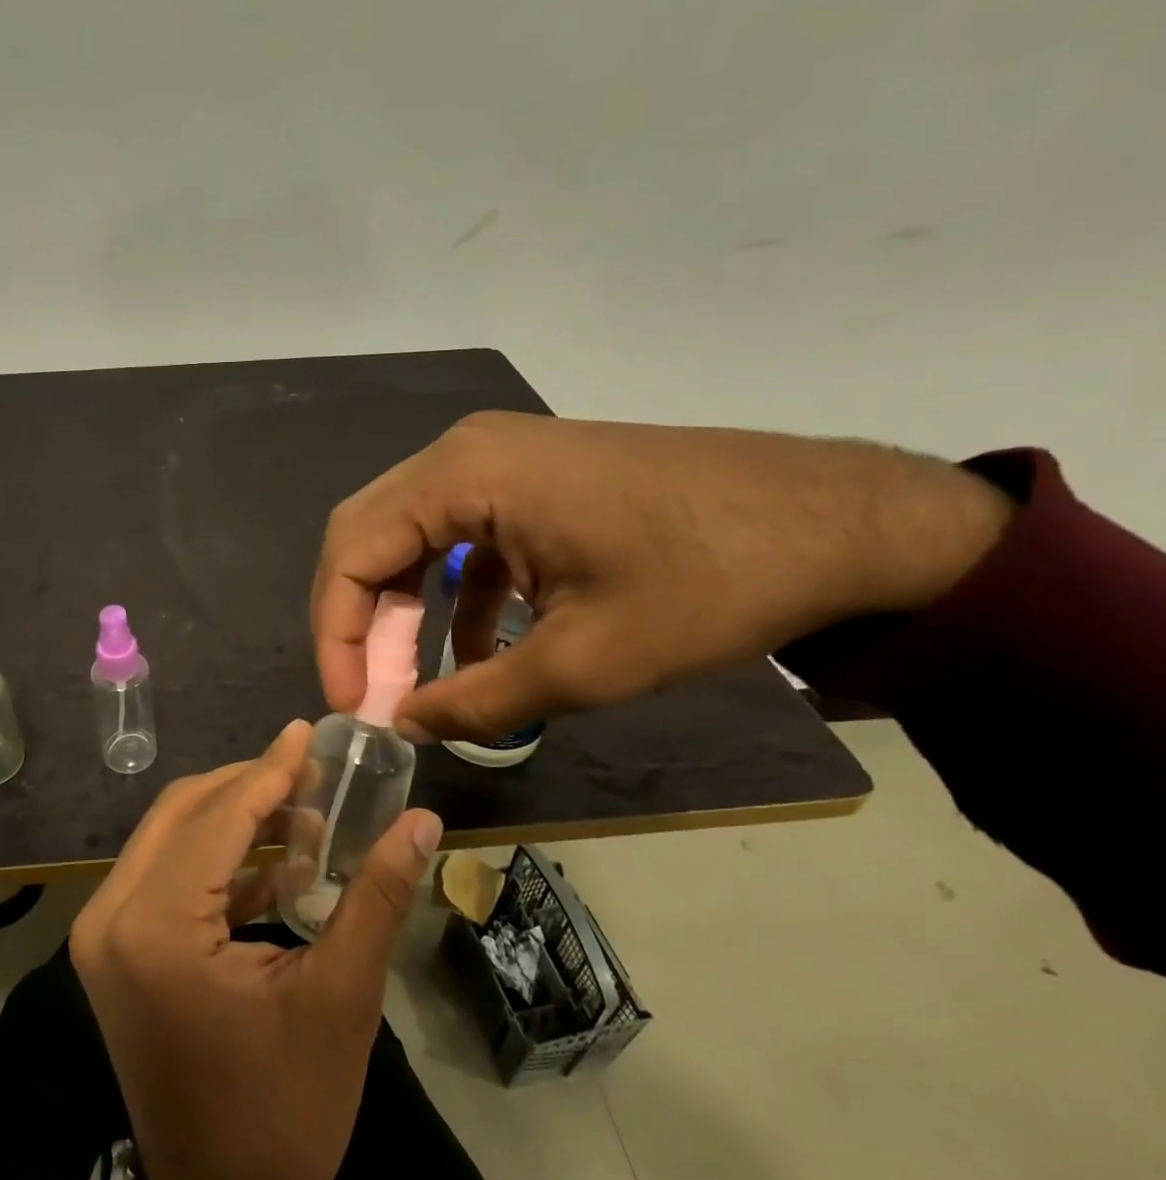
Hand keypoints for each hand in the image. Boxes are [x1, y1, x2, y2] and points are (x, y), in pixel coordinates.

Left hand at [70, 721, 441, 1179]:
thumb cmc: (283, 1116)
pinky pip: (166, 874)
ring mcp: (104, 935)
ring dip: (237, 819)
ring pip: (171, 837)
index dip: (270, 768)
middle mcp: (112, 916)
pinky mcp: (115, 952)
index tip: (309, 731)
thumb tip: (423, 820)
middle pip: (185, 812)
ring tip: (308, 815)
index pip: (217, 815)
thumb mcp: (340, 999)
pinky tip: (278, 865)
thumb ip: (377, 895)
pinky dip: (218, 859)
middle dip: (252, 786)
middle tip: (317, 776)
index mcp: (155, 927)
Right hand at [313, 412, 1013, 740]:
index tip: (353, 707)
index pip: (353, 552)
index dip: (337, 636)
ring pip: (407, 537)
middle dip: (359, 623)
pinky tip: (474, 651)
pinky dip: (450, 596)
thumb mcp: (585, 664)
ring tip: (413, 682)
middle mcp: (463, 451)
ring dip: (401, 611)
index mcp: (464, 475)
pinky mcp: (529, 480)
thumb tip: (404, 727)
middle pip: (368, 537)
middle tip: (373, 694)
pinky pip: (457, 537)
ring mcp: (497, 459)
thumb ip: (477, 702)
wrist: (842, 521)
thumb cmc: (709, 584)